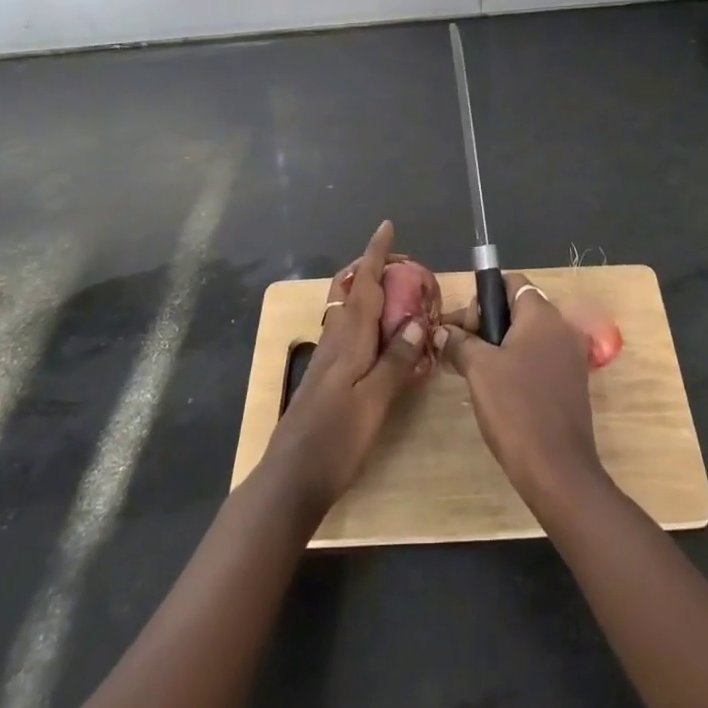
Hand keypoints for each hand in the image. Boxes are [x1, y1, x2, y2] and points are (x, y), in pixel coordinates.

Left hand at [266, 220, 433, 509]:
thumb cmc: (335, 440)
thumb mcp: (375, 402)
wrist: (290, 481)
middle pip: (354, 294)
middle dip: (374, 271)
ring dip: (370, 294)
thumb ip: (396, 361)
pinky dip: (368, 321)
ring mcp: (327, 361)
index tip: (386, 227)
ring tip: (397, 292)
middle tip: (403, 263)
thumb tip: (417, 321)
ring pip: (350, 313)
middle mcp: (335, 342)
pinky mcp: (326, 379)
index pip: (363, 286)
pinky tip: (380, 338)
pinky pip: (350, 334)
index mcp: (348, 341)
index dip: (375, 255)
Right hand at [436, 273, 604, 509]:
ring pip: (527, 335)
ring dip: (498, 345)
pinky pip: (538, 358)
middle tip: (461, 350)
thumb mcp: (478, 369)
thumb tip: (443, 331)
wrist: (557, 469)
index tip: (464, 326)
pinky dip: (516, 363)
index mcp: (542, 314)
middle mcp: (561, 327)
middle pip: (518, 307)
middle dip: (486, 323)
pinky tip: (496, 389)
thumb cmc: (515, 408)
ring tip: (472, 371)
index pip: (510, 282)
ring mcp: (570, 356)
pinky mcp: (571, 382)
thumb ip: (459, 341)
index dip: (482, 297)